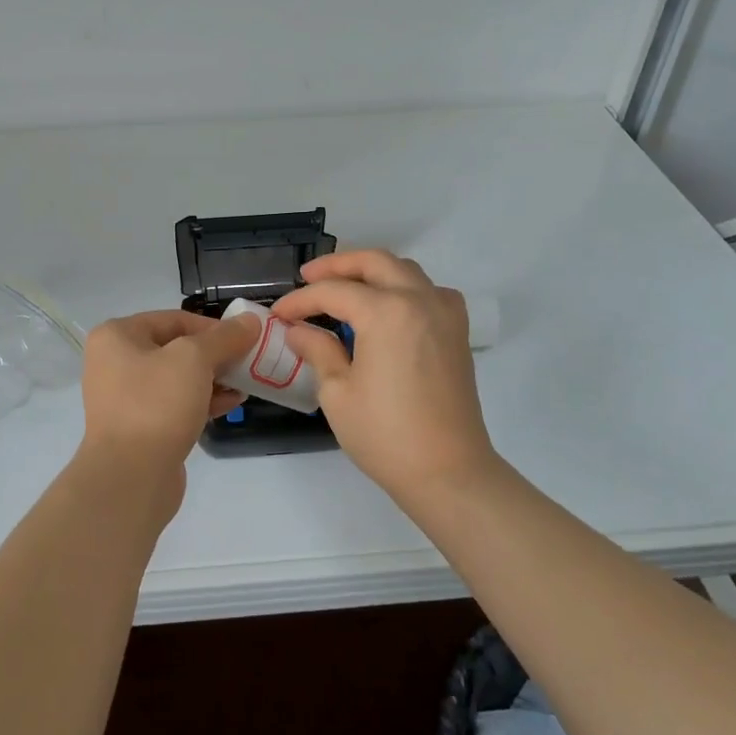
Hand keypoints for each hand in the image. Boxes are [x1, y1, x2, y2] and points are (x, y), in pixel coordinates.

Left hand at [78, 308, 261, 482]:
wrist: (130, 477)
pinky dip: (203, 400)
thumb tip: (250, 321)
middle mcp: (115, 362)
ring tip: (245, 383)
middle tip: (248, 361)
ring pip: (178, 378)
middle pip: (176, 347)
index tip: (245, 339)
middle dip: (215, 354)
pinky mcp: (140, 427)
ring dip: (213, 378)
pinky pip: (175, 404)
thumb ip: (224, 337)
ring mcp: (125, 397)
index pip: (174, 319)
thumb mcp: (195, 360)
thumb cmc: (157, 404)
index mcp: (117, 336)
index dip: (213, 326)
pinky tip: (233, 403)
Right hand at [271, 250, 497, 497]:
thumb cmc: (386, 435)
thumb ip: (318, 350)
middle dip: (337, 266)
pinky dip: (405, 287)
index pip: (334, 292)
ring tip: (344, 287)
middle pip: (374, 263)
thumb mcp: (337, 393)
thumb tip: (298, 331)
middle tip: (308, 277)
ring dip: (372, 271)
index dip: (301, 300)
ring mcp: (444, 313)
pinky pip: (430, 291)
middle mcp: (419, 300)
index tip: (278, 314)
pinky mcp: (457, 332)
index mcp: (387, 313)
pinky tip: (390, 307)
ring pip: (405, 270)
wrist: (448, 472)